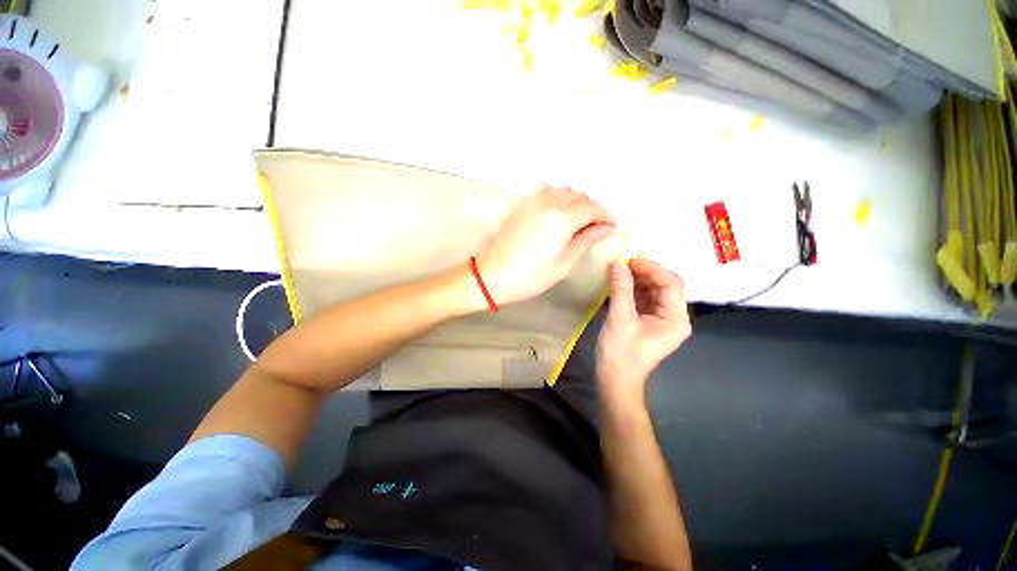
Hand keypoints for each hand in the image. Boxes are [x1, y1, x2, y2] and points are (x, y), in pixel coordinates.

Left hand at [478, 185, 615, 304]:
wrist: (493, 275)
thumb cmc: (531, 276)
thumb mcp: (564, 264)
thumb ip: (587, 241)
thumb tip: (607, 229)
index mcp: (562, 219)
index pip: (592, 208)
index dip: (605, 216)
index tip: (611, 227)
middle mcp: (549, 203)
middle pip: (579, 196)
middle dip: (592, 209)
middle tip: (595, 227)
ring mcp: (533, 200)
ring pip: (563, 190)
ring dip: (575, 201)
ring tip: (576, 220)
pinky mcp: (521, 204)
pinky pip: (545, 190)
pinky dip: (556, 196)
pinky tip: (555, 211)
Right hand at [596, 259, 690, 403]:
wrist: (615, 381)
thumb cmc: (620, 354)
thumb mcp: (620, 320)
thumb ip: (621, 290)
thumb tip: (617, 263)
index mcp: (675, 319)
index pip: (671, 284)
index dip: (652, 268)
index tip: (628, 260)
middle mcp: (673, 317)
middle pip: (664, 285)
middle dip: (643, 273)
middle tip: (621, 264)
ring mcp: (661, 320)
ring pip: (653, 291)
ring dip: (636, 280)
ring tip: (617, 271)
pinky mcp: (648, 321)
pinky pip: (643, 299)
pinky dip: (631, 289)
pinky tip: (617, 284)